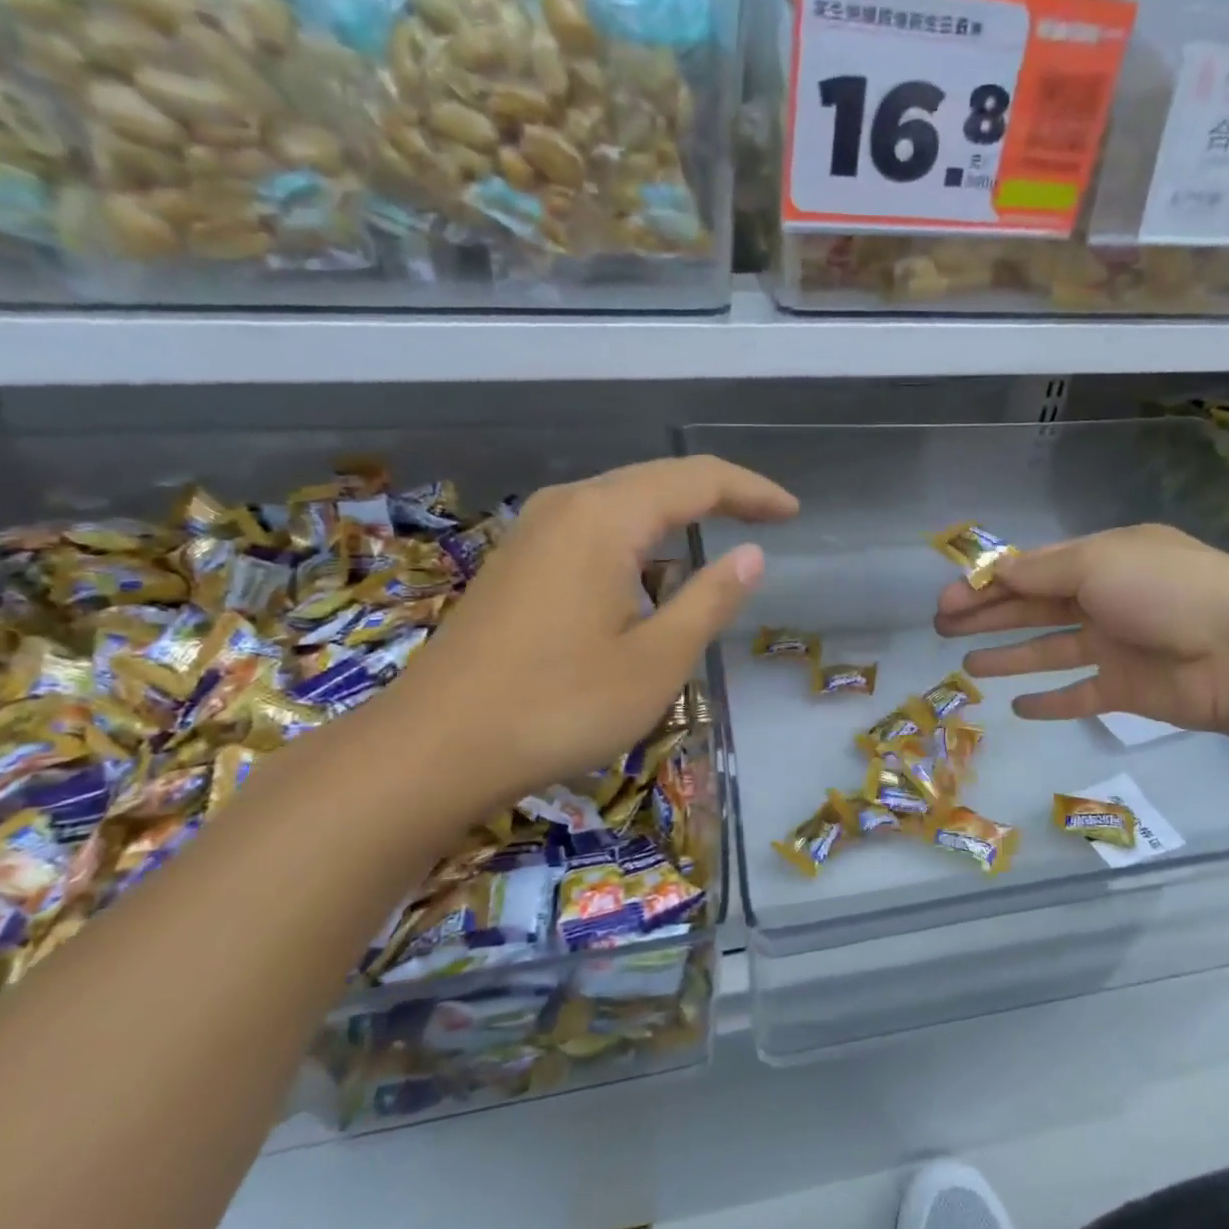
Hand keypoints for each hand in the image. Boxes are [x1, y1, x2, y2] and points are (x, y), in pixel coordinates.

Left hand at [383, 455, 796, 808]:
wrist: (434, 748)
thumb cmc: (559, 706)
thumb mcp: (656, 661)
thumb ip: (710, 600)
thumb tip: (751, 557)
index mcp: (606, 518)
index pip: (698, 480)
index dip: (752, 491)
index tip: (793, 513)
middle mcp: (569, 507)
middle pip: (659, 480)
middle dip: (720, 495)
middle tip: (769, 520)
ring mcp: (535, 532)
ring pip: (624, 502)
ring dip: (677, 517)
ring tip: (720, 543)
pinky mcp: (519, 561)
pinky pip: (595, 528)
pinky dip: (639, 540)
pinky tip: (651, 576)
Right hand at [934, 523, 1228, 736]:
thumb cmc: (1166, 592)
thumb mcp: (1098, 563)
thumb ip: (1042, 572)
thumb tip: (996, 572)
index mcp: (1104, 559)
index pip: (1033, 570)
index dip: (987, 583)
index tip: (948, 599)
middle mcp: (1107, 598)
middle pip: (1034, 608)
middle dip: (987, 616)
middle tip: (941, 627)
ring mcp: (1118, 645)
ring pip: (1050, 650)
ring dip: (1010, 656)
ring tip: (968, 667)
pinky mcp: (1128, 688)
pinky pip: (1080, 694)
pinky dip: (1051, 701)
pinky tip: (1019, 708)